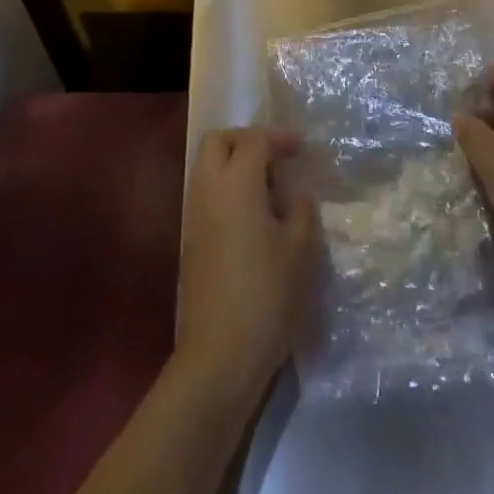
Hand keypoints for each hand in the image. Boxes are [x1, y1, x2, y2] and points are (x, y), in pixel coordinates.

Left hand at [175, 128, 316, 397]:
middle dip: (246, 140)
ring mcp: (194, 215)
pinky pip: (206, 195)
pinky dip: (227, 191)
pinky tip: (254, 218)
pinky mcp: (191, 241)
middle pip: (218, 141)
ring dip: (234, 165)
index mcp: (236, 182)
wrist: (219, 355)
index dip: (280, 138)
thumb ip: (301, 211)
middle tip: (275, 157)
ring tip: (269, 189)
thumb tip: (296, 195)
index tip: (302, 148)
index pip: (255, 140)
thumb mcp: (300, 251)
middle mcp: (208, 189)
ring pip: (207, 168)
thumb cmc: (266, 294)